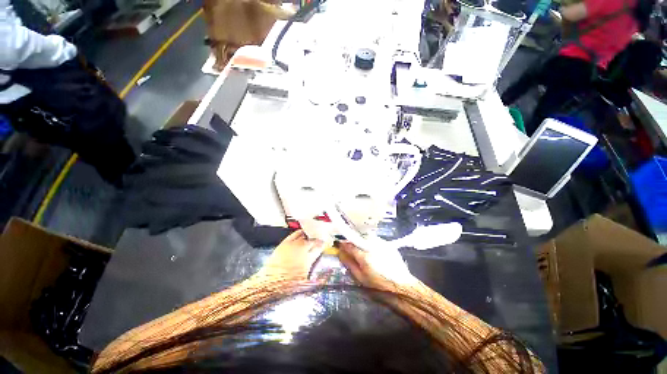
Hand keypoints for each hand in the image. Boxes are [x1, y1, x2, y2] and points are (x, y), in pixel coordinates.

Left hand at [255, 230, 325, 279]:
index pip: (319, 248)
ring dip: (309, 235)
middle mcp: (301, 250)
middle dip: (317, 240)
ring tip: (312, 234)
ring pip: (304, 236)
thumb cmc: (288, 286)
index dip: (323, 245)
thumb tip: (328, 273)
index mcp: (308, 259)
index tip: (326, 243)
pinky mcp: (284, 243)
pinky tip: (302, 232)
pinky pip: (294, 234)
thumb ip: (317, 277)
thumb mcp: (306, 283)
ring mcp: (293, 245)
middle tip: (320, 239)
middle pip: (312, 241)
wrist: (269, 284)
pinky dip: (299, 232)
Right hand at [337, 242, 418, 291]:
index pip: (349, 245)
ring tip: (362, 249)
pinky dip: (371, 242)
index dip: (343, 244)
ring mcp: (382, 243)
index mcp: (365, 256)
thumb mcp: (360, 278)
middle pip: (358, 238)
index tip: (338, 244)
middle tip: (350, 248)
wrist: (402, 287)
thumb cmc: (379, 286)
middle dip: (352, 241)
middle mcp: (373, 246)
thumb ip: (349, 263)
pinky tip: (372, 251)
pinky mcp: (388, 244)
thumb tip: (340, 253)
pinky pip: (375, 239)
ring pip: (367, 237)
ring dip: (362, 240)